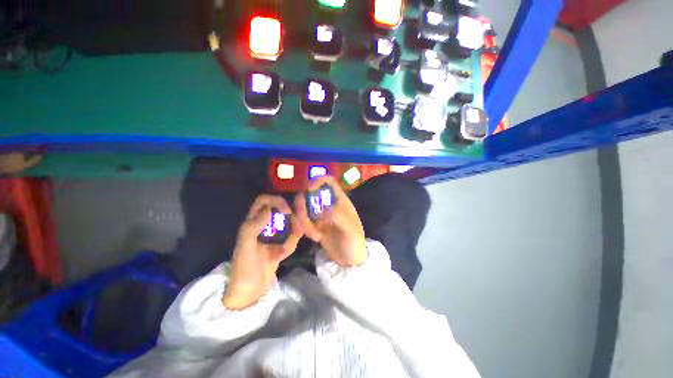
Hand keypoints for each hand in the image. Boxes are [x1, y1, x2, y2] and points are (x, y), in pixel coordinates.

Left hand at [223, 195, 301, 309]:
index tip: (287, 210)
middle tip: (299, 224)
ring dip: (294, 231)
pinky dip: (291, 245)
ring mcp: (274, 236)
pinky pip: (291, 239)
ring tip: (290, 243)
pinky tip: (285, 253)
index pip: (264, 201)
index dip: (276, 201)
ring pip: (290, 224)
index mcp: (252, 222)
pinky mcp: (280, 245)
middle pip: (281, 210)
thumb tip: (269, 209)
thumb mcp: (245, 247)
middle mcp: (264, 225)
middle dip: (292, 216)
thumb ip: (254, 227)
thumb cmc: (243, 269)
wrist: (249, 292)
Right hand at [295, 176, 366, 266]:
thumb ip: (337, 216)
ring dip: (303, 221)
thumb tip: (320, 210)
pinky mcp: (313, 225)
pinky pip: (302, 222)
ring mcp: (319, 214)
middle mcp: (328, 204)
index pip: (328, 181)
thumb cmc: (353, 242)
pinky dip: (304, 229)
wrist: (349, 260)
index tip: (308, 190)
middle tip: (303, 220)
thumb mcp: (350, 229)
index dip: (317, 180)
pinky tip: (316, 238)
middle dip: (303, 206)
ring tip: (315, 235)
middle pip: (309, 194)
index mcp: (339, 200)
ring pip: (303, 208)